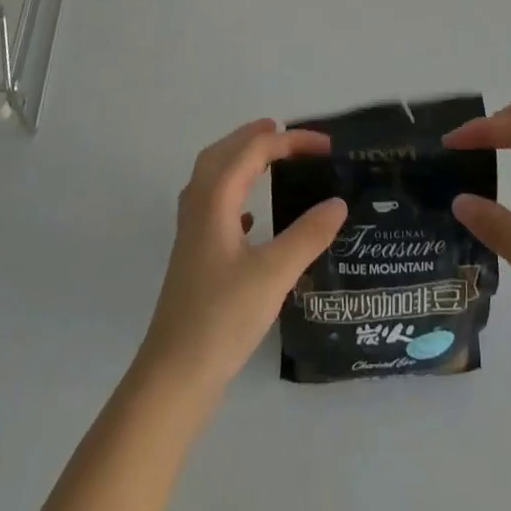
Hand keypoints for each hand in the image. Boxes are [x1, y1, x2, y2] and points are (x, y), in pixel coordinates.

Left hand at [136, 119, 347, 394]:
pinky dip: (233, 194)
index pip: (253, 150)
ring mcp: (191, 232)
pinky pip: (212, 206)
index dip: (290, 141)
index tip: (326, 146)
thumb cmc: (221, 318)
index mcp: (214, 199)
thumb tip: (338, 202)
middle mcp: (198, 206)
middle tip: (284, 131)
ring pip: (213, 177)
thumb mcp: (274, 274)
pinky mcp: (193, 257)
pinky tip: (250, 217)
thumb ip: (308, 235)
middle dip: (253, 137)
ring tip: (267, 159)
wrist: (172, 378)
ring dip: (239, 160)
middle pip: (223, 153)